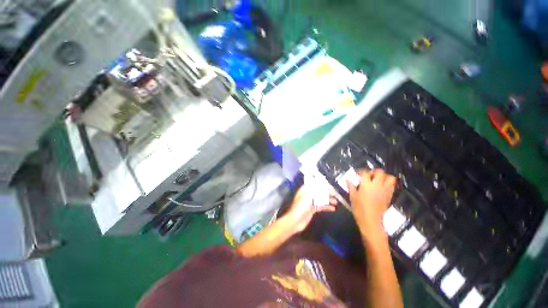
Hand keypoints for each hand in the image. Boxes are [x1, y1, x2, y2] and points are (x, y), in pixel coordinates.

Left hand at [286, 185, 336, 232]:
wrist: (295, 221)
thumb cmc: (300, 207)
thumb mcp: (307, 196)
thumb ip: (314, 190)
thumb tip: (320, 183)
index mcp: (304, 190)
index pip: (313, 184)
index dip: (320, 184)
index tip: (328, 184)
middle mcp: (307, 195)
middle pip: (318, 192)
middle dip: (326, 192)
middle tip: (334, 193)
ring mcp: (310, 203)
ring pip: (320, 199)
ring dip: (327, 200)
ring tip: (335, 201)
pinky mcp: (312, 210)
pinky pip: (320, 206)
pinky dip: (326, 207)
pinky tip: (333, 208)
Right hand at [347, 169, 396, 237]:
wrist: (371, 221)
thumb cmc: (359, 208)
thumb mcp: (352, 196)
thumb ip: (351, 186)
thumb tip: (348, 179)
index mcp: (366, 185)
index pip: (365, 173)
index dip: (361, 171)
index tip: (358, 174)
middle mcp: (377, 185)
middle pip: (380, 172)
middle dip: (374, 171)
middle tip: (369, 175)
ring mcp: (385, 190)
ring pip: (390, 178)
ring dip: (384, 176)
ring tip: (378, 179)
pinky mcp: (389, 196)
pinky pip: (392, 186)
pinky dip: (388, 183)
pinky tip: (381, 187)